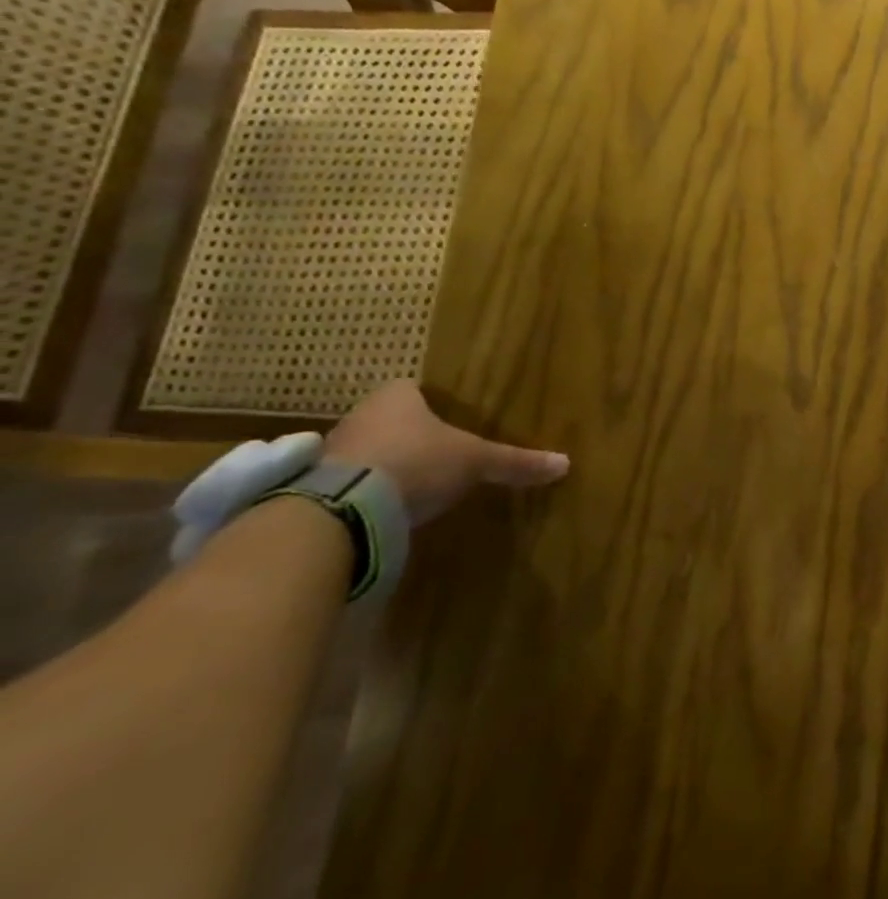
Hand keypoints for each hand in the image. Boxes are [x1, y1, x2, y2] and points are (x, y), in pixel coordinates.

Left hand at [323, 380, 568, 524]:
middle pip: (388, 420)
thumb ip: (516, 462)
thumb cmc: (417, 462)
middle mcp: (359, 415)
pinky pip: (346, 483)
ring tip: (412, 485)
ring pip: (365, 450)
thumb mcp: (476, 462)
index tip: (448, 420)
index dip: (430, 403)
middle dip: (409, 435)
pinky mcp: (311, 488)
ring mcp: (330, 451)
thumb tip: (565, 463)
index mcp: (396, 397)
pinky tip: (384, 509)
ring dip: (383, 464)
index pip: (412, 389)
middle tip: (436, 452)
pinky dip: (364, 492)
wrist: (343, 508)